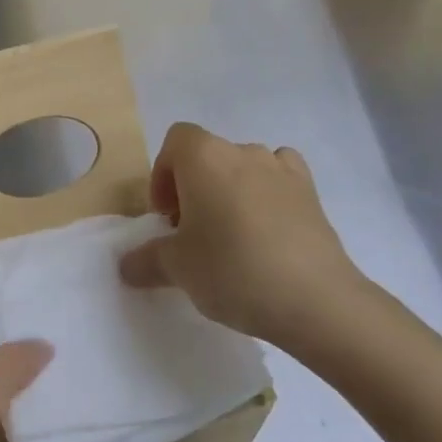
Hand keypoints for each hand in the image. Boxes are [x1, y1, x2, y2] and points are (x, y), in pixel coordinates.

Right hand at [118, 123, 386, 356]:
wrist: (315, 299)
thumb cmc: (232, 270)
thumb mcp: (177, 269)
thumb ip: (146, 260)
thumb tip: (126, 266)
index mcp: (204, 157)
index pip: (175, 141)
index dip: (163, 175)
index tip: (167, 217)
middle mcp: (242, 151)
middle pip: (208, 155)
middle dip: (194, 187)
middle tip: (193, 234)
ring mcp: (282, 169)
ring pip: (244, 167)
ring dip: (231, 190)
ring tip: (231, 235)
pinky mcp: (312, 193)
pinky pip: (280, 178)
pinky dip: (269, 193)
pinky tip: (268, 228)